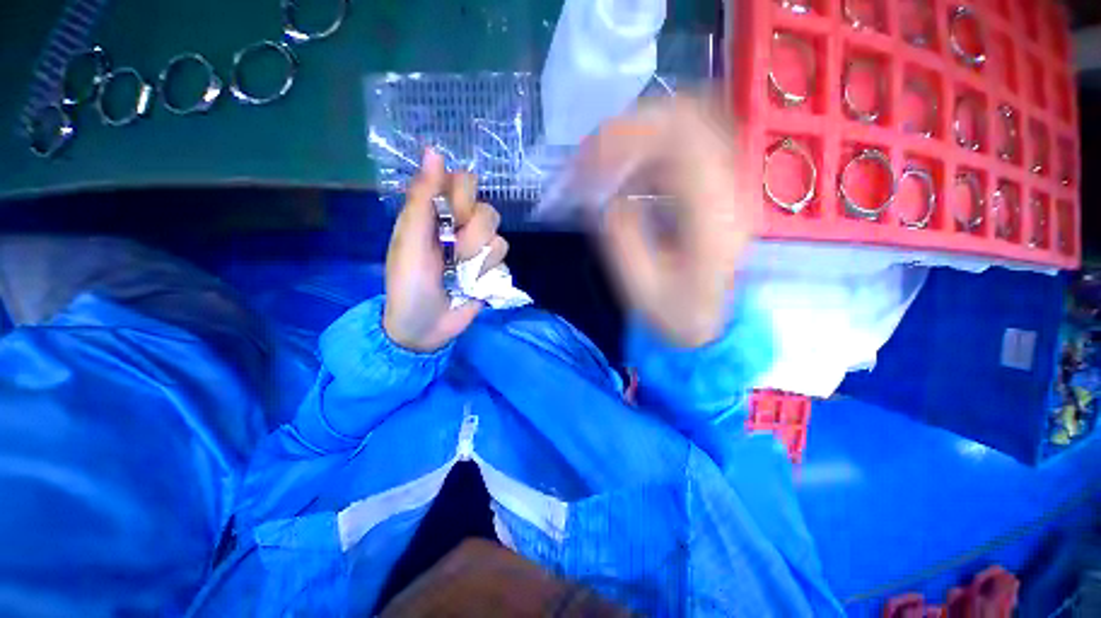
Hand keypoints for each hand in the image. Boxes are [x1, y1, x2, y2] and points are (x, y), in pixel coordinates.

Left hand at [383, 150, 508, 352]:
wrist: (424, 327)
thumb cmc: (408, 283)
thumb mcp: (409, 240)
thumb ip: (422, 198)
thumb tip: (434, 151)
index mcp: (436, 213)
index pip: (464, 182)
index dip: (463, 196)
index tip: (452, 216)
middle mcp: (460, 226)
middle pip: (487, 209)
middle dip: (471, 233)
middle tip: (453, 252)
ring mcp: (478, 248)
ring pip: (498, 233)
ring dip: (478, 256)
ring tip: (460, 273)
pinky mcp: (491, 268)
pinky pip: (503, 258)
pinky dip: (488, 271)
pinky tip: (473, 283)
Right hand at [581, 96, 758, 346]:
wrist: (713, 323)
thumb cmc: (676, 312)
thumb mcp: (640, 286)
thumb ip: (621, 235)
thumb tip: (605, 193)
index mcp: (714, 218)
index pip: (681, 140)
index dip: (628, 136)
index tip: (588, 158)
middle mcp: (733, 190)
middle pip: (691, 117)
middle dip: (632, 127)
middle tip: (592, 154)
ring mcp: (732, 184)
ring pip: (692, 124)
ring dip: (642, 133)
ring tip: (606, 160)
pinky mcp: (721, 187)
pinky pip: (689, 145)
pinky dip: (653, 148)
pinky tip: (629, 171)